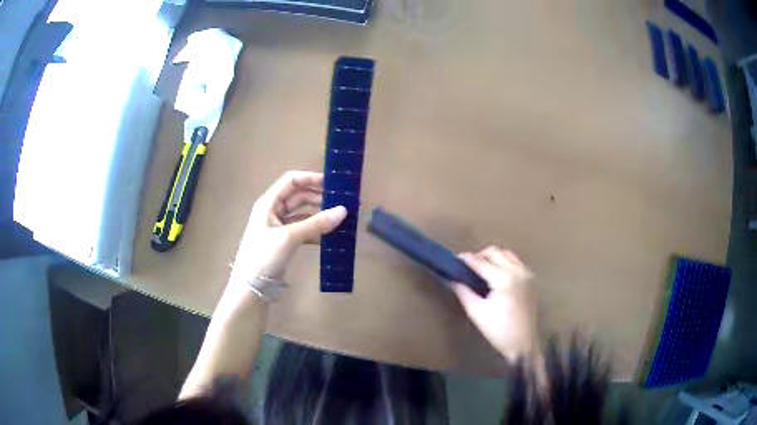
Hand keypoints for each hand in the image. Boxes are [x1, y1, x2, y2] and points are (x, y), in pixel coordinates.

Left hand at [232, 171, 346, 279]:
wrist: (251, 286)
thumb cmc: (264, 256)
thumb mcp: (289, 237)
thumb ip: (316, 223)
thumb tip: (344, 210)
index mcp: (269, 202)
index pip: (291, 180)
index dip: (311, 178)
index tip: (333, 184)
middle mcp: (273, 210)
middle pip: (299, 196)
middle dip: (319, 197)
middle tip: (342, 203)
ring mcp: (279, 226)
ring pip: (303, 213)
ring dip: (319, 215)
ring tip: (340, 219)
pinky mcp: (284, 241)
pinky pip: (303, 229)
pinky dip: (315, 230)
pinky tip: (330, 236)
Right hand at [453, 246, 537, 362]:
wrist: (523, 344)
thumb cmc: (498, 330)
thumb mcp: (476, 312)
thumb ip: (463, 292)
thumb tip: (453, 279)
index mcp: (504, 279)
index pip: (481, 262)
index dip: (466, 259)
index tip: (454, 260)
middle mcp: (517, 271)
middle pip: (495, 252)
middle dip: (479, 255)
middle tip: (467, 268)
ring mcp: (526, 274)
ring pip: (507, 254)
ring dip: (493, 257)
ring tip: (482, 270)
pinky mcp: (530, 280)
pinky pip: (515, 262)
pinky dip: (504, 263)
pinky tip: (496, 276)